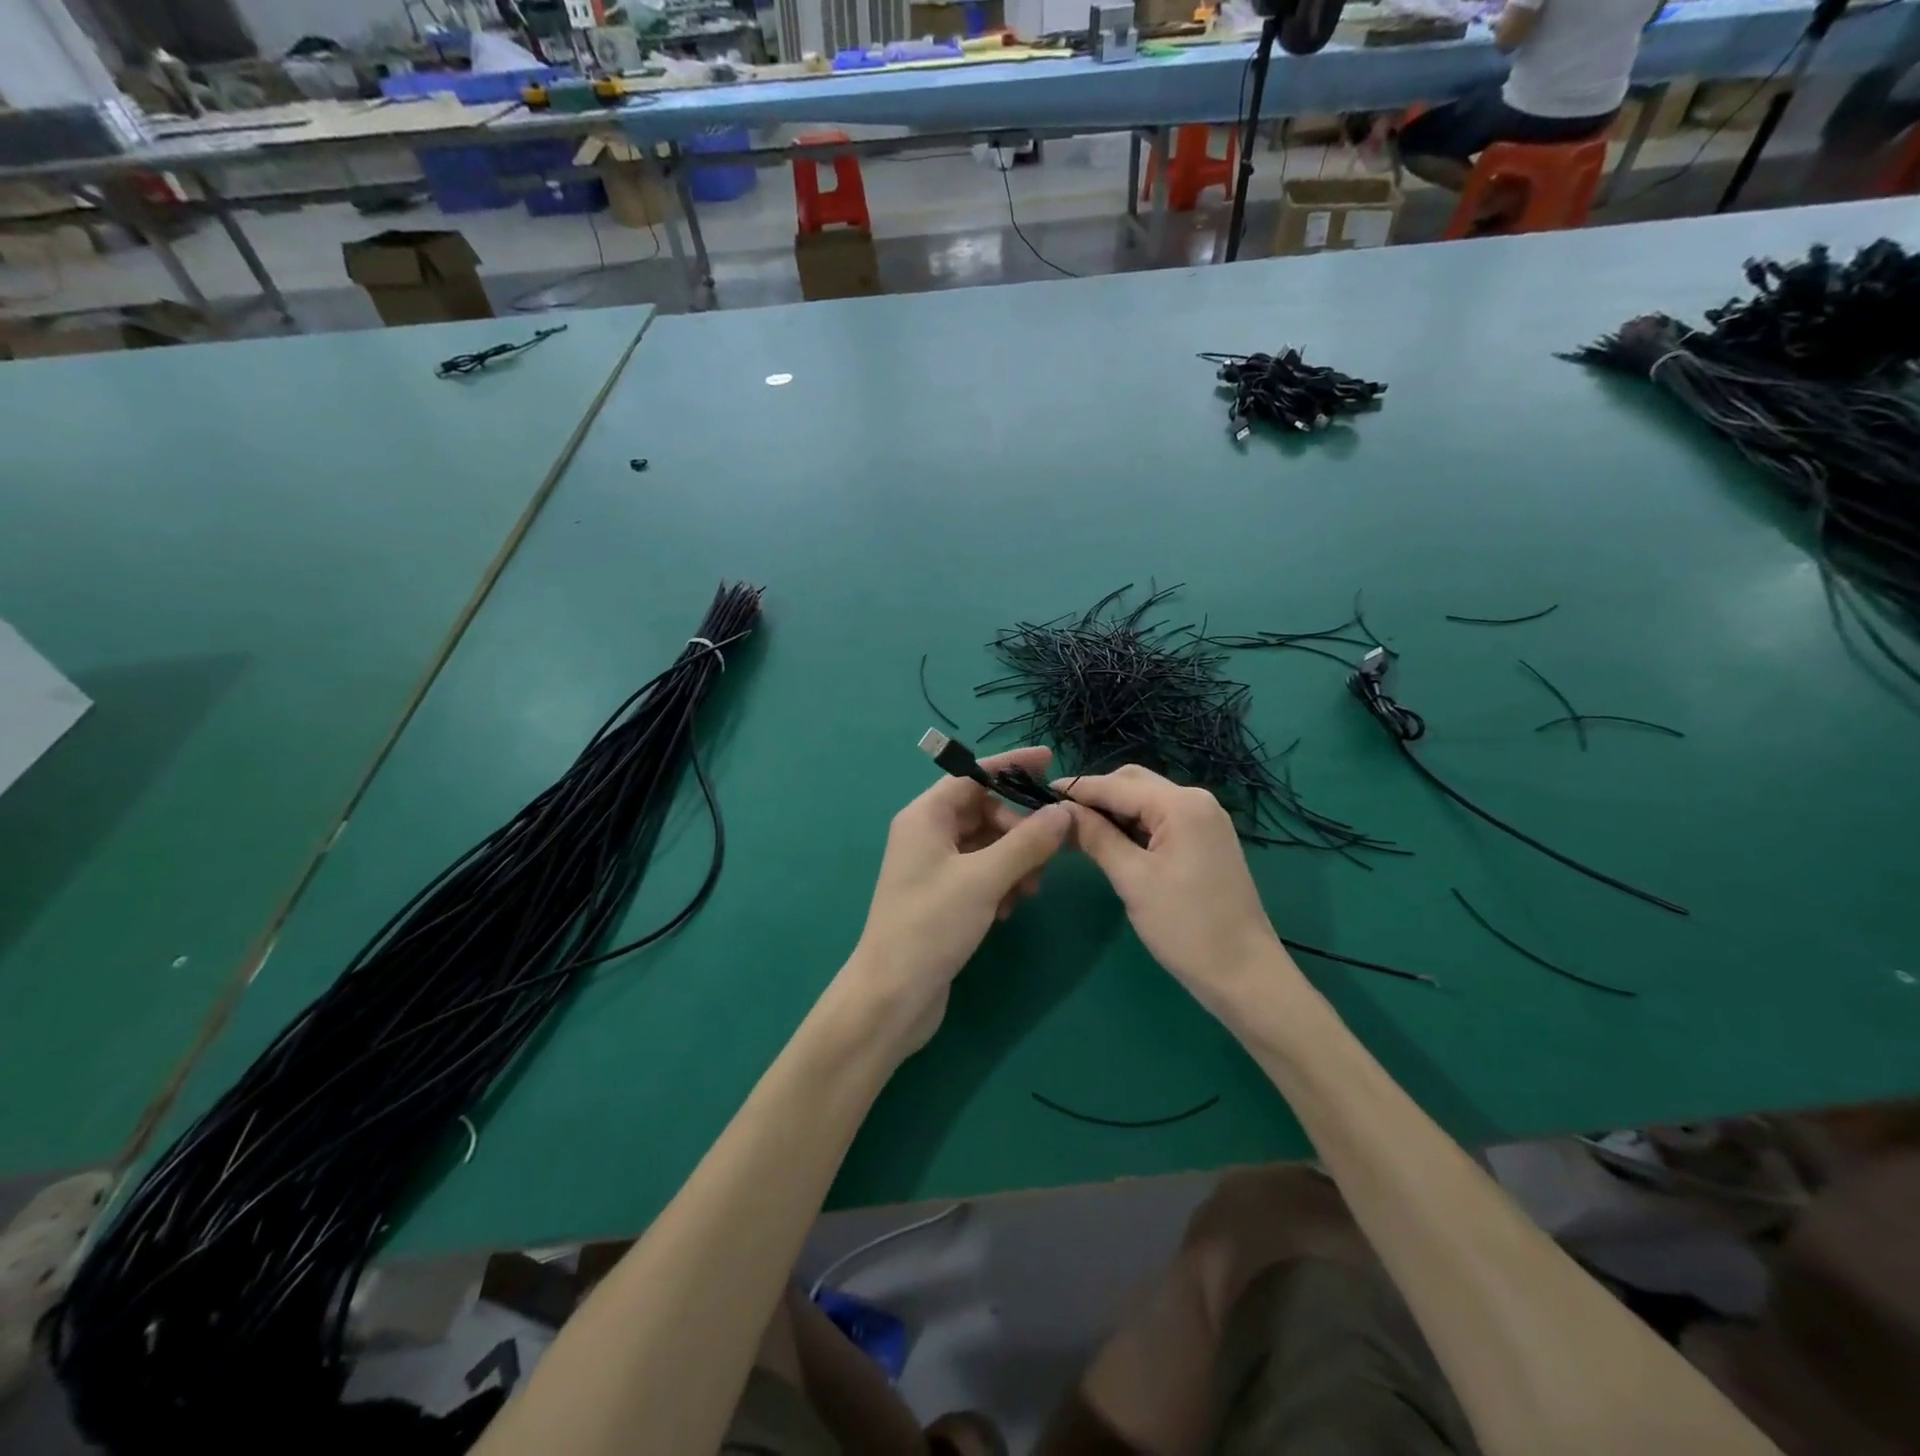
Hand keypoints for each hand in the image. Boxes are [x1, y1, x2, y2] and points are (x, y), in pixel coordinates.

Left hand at [843, 747, 1071, 1054]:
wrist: (893, 995)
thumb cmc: (931, 926)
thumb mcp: (984, 879)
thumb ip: (1027, 842)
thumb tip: (1063, 812)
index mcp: (925, 817)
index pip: (972, 775)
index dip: (1011, 766)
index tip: (1049, 762)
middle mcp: (927, 835)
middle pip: (984, 810)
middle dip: (1020, 829)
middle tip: (1049, 854)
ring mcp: (934, 867)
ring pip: (987, 845)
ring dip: (1015, 860)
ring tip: (1030, 890)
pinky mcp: (944, 896)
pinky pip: (982, 873)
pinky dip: (1002, 882)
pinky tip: (1010, 909)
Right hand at [1058, 766, 1292, 1014]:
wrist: (1245, 975)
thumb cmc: (1186, 927)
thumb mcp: (1133, 880)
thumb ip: (1096, 837)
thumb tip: (1060, 810)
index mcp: (1181, 804)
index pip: (1116, 785)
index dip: (1077, 789)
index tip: (1036, 794)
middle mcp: (1196, 800)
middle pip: (1133, 783)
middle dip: (1095, 796)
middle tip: (1057, 818)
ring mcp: (1205, 820)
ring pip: (1146, 801)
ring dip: (1112, 811)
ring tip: (1076, 831)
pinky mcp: (1206, 840)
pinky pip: (1161, 820)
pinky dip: (1133, 826)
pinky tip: (1110, 842)